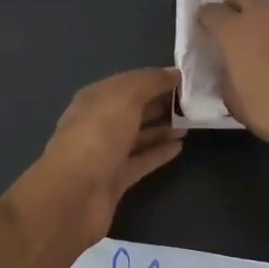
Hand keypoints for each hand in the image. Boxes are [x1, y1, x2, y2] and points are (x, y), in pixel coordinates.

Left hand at [21, 68, 184, 242]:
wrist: (74, 195)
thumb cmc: (98, 135)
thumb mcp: (125, 97)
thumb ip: (150, 81)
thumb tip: (174, 72)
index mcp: (95, 98)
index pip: (129, 82)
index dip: (155, 79)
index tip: (185, 79)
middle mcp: (99, 123)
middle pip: (134, 109)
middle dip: (160, 103)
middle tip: (194, 102)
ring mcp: (106, 153)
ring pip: (138, 136)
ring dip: (162, 128)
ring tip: (191, 123)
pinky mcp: (115, 180)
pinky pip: (141, 161)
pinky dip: (159, 153)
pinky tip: (180, 147)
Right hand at [195, 0, 268, 163]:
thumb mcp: (234, 101)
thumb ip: (227, 74)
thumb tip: (230, 67)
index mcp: (234, 32)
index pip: (210, 11)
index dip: (206, 19)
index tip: (206, 28)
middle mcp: (262, 16)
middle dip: (236, 3)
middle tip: (236, 22)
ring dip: (266, 15)